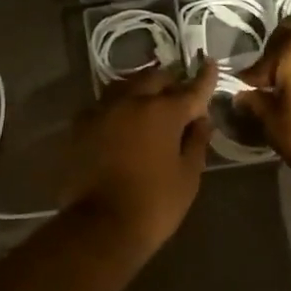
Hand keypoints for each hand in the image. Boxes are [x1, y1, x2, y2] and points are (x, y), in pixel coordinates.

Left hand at [61, 59, 217, 257]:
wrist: (99, 226)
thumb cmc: (154, 204)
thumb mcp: (188, 176)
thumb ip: (196, 141)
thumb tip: (201, 120)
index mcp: (162, 111)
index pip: (191, 88)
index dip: (204, 77)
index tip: (210, 64)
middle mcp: (130, 101)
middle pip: (154, 79)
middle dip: (170, 81)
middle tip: (179, 91)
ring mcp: (101, 111)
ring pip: (125, 86)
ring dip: (141, 88)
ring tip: (149, 99)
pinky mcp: (80, 126)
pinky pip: (103, 106)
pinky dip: (117, 107)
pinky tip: (121, 119)